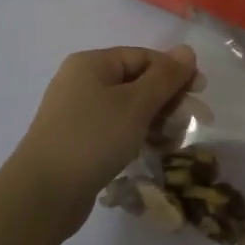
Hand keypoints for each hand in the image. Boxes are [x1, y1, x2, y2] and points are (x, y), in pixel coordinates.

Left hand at [7, 46, 200, 236]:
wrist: (42, 194)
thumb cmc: (92, 139)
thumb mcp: (136, 104)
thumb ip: (165, 77)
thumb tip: (187, 50)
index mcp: (92, 64)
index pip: (143, 57)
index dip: (175, 72)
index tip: (201, 93)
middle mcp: (81, 82)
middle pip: (136, 81)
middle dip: (168, 99)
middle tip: (197, 120)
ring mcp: (77, 113)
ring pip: (128, 108)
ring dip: (157, 120)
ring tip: (176, 141)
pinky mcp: (78, 142)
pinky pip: (115, 129)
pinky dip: (137, 136)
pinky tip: (155, 151)